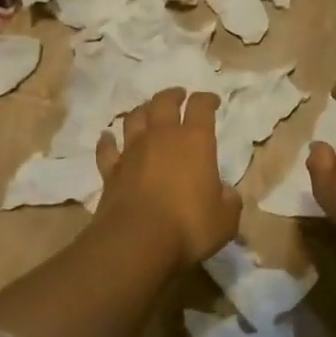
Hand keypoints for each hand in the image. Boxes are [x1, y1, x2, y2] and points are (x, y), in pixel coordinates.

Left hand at [95, 88, 241, 265]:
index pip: (201, 107)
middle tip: (178, 95)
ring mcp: (132, 152)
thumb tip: (225, 193)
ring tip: (147, 111)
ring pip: (134, 118)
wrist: (137, 241)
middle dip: (172, 95)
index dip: (207, 99)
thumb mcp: (225, 219)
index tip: (212, 101)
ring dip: (142, 111)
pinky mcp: (111, 171)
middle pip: (163, 102)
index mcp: (194, 141)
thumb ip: (228, 201)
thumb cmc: (189, 226)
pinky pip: (107, 149)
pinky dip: (107, 141)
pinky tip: (107, 138)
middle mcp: (162, 137)